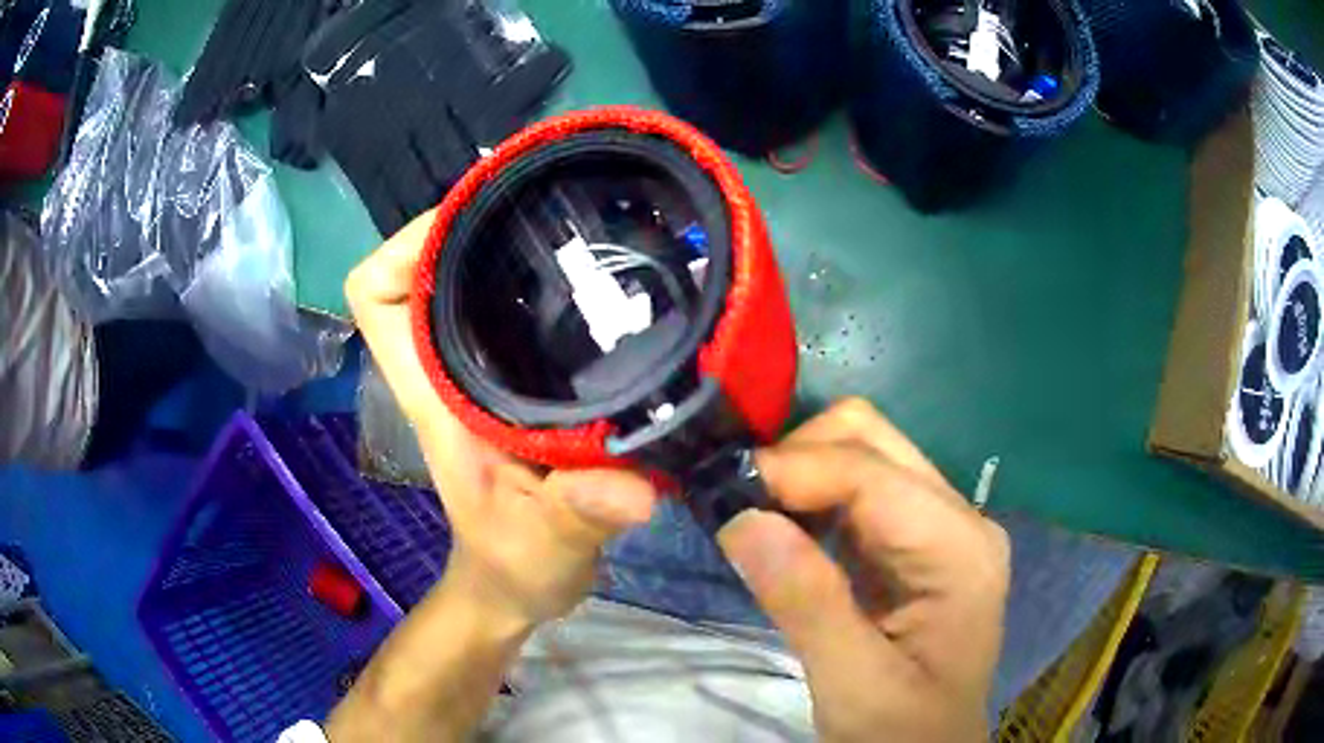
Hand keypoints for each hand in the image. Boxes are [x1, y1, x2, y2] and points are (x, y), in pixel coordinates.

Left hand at [346, 210, 659, 627]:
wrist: (521, 585)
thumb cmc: (517, 565)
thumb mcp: (548, 544)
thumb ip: (579, 514)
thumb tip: (633, 490)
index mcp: (434, 394)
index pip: (375, 296)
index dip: (403, 247)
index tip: (471, 221)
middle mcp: (446, 369)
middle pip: (425, 269)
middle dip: (471, 226)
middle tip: (545, 203)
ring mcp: (478, 373)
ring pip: (469, 283)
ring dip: (507, 248)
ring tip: (577, 225)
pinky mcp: (515, 383)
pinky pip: (515, 311)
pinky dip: (542, 284)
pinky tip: (598, 279)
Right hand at [719, 399, 1009, 742]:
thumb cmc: (901, 729)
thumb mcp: (854, 685)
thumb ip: (807, 604)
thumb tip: (741, 518)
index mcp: (960, 548)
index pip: (871, 473)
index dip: (793, 469)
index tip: (720, 492)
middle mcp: (957, 518)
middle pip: (870, 440)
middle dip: (795, 458)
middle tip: (735, 504)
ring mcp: (936, 525)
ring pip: (859, 455)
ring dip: (798, 474)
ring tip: (748, 516)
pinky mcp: (910, 542)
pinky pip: (853, 492)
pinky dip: (807, 498)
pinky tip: (780, 532)